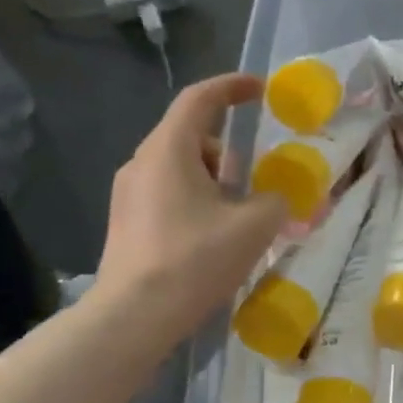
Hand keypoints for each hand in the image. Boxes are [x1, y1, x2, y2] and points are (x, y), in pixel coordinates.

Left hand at [88, 74, 288, 347]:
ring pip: (181, 169)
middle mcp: (142, 162)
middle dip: (230, 152)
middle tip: (256, 180)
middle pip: (192, 137)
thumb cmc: (195, 259)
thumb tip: (274, 198)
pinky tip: (213, 238)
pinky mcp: (127, 222)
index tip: (259, 89)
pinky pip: (169, 194)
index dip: (231, 87)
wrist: (135, 315)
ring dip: (215, 181)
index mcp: (169, 149)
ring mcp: (129, 193)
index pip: (200, 99)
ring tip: (239, 218)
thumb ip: (275, 201)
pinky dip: (197, 201)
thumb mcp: (254, 226)